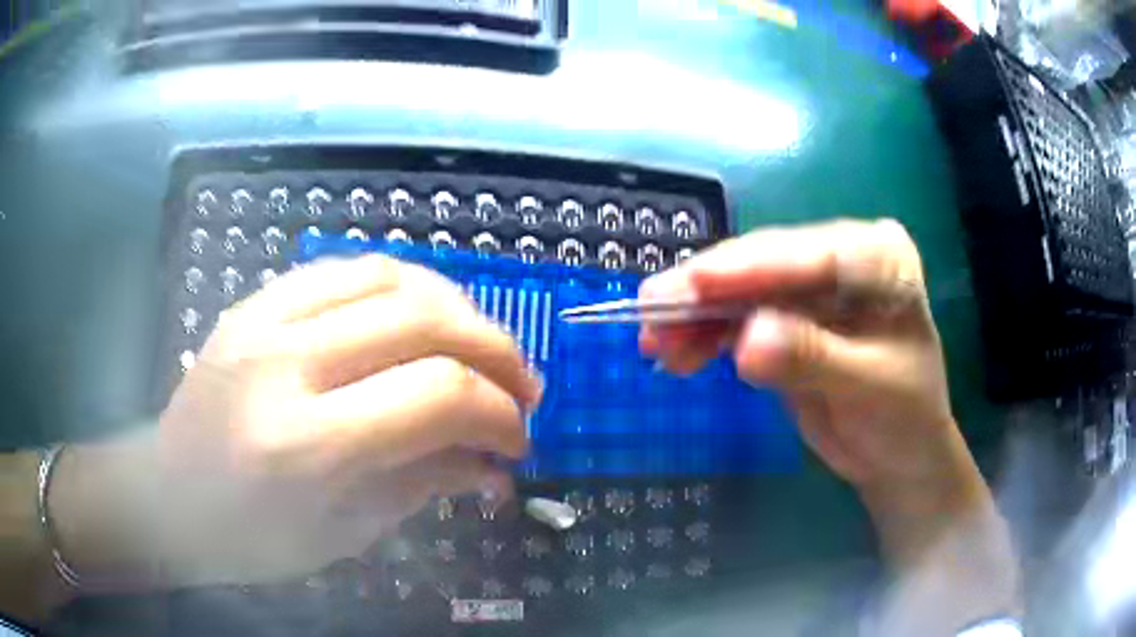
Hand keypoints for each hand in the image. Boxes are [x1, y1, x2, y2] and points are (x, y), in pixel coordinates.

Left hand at [54, 255, 541, 585]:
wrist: (167, 495)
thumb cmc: (249, 538)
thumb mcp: (342, 534)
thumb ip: (423, 487)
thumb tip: (495, 467)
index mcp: (303, 445)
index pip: (434, 397)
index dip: (497, 415)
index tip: (517, 441)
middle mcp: (284, 364)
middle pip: (422, 321)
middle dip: (494, 350)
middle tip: (521, 386)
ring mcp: (263, 319)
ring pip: (389, 277)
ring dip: (455, 308)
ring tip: (480, 345)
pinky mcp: (255, 302)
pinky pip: (345, 269)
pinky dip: (403, 286)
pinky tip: (421, 316)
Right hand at [641, 219, 969, 495]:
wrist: (900, 455)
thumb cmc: (904, 418)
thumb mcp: (869, 388)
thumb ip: (812, 358)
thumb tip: (747, 341)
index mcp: (878, 257)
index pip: (808, 254)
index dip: (747, 268)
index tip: (691, 286)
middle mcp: (843, 256)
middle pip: (766, 264)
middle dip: (708, 291)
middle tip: (650, 311)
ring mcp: (813, 286)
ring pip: (743, 289)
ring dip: (698, 315)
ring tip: (655, 343)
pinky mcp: (789, 316)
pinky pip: (739, 318)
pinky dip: (706, 335)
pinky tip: (678, 353)